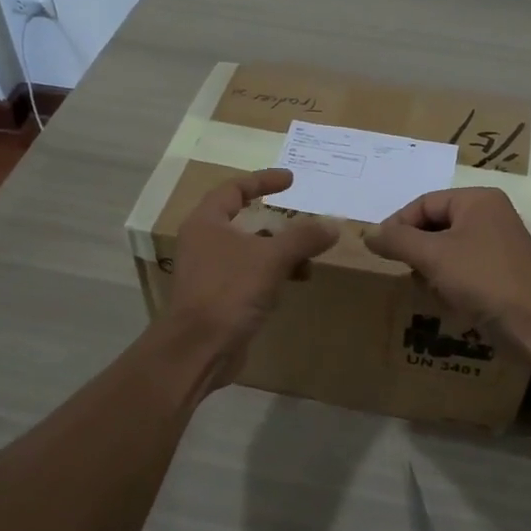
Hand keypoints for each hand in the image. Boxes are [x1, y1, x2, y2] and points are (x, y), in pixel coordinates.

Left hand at [166, 169, 337, 374]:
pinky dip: (273, 274)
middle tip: (305, 222)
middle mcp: (205, 242)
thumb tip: (333, 224)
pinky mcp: (220, 297)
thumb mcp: (271, 258)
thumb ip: (303, 237)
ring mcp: (210, 271)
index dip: (263, 180)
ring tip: (308, 261)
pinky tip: (294, 283)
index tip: (291, 180)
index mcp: (207, 222)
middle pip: (245, 221)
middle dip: (278, 223)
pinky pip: (251, 275)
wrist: (198, 350)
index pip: (234, 188)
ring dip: (280, 252)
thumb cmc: (228, 291)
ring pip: (252, 251)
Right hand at [364, 188, 530, 329]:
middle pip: (436, 225)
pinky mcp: (500, 273)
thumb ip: (398, 240)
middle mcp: (489, 216)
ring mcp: (497, 245)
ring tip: (425, 287)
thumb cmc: (483, 278)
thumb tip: (368, 233)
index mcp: (477, 200)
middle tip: (403, 270)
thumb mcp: (433, 255)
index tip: (379, 250)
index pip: (424, 202)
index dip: (398, 224)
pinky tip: (445, 300)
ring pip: (447, 249)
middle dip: (416, 249)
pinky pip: (463, 269)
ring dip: (430, 268)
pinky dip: (448, 281)